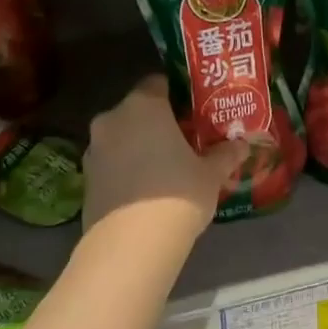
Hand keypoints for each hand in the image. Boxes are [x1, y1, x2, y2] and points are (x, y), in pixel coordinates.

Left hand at [81, 76, 248, 250]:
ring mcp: (93, 150)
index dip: (176, 94)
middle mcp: (112, 120)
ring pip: (121, 138)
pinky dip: (126, 171)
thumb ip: (225, 154)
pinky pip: (111, 165)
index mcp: (143, 106)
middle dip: (157, 123)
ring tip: (165, 169)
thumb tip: (242, 145)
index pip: (157, 82)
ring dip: (139, 147)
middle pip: (137, 111)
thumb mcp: (211, 174)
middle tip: (183, 141)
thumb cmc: (177, 193)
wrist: (131, 245)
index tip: (193, 111)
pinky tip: (145, 193)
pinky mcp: (85, 181)